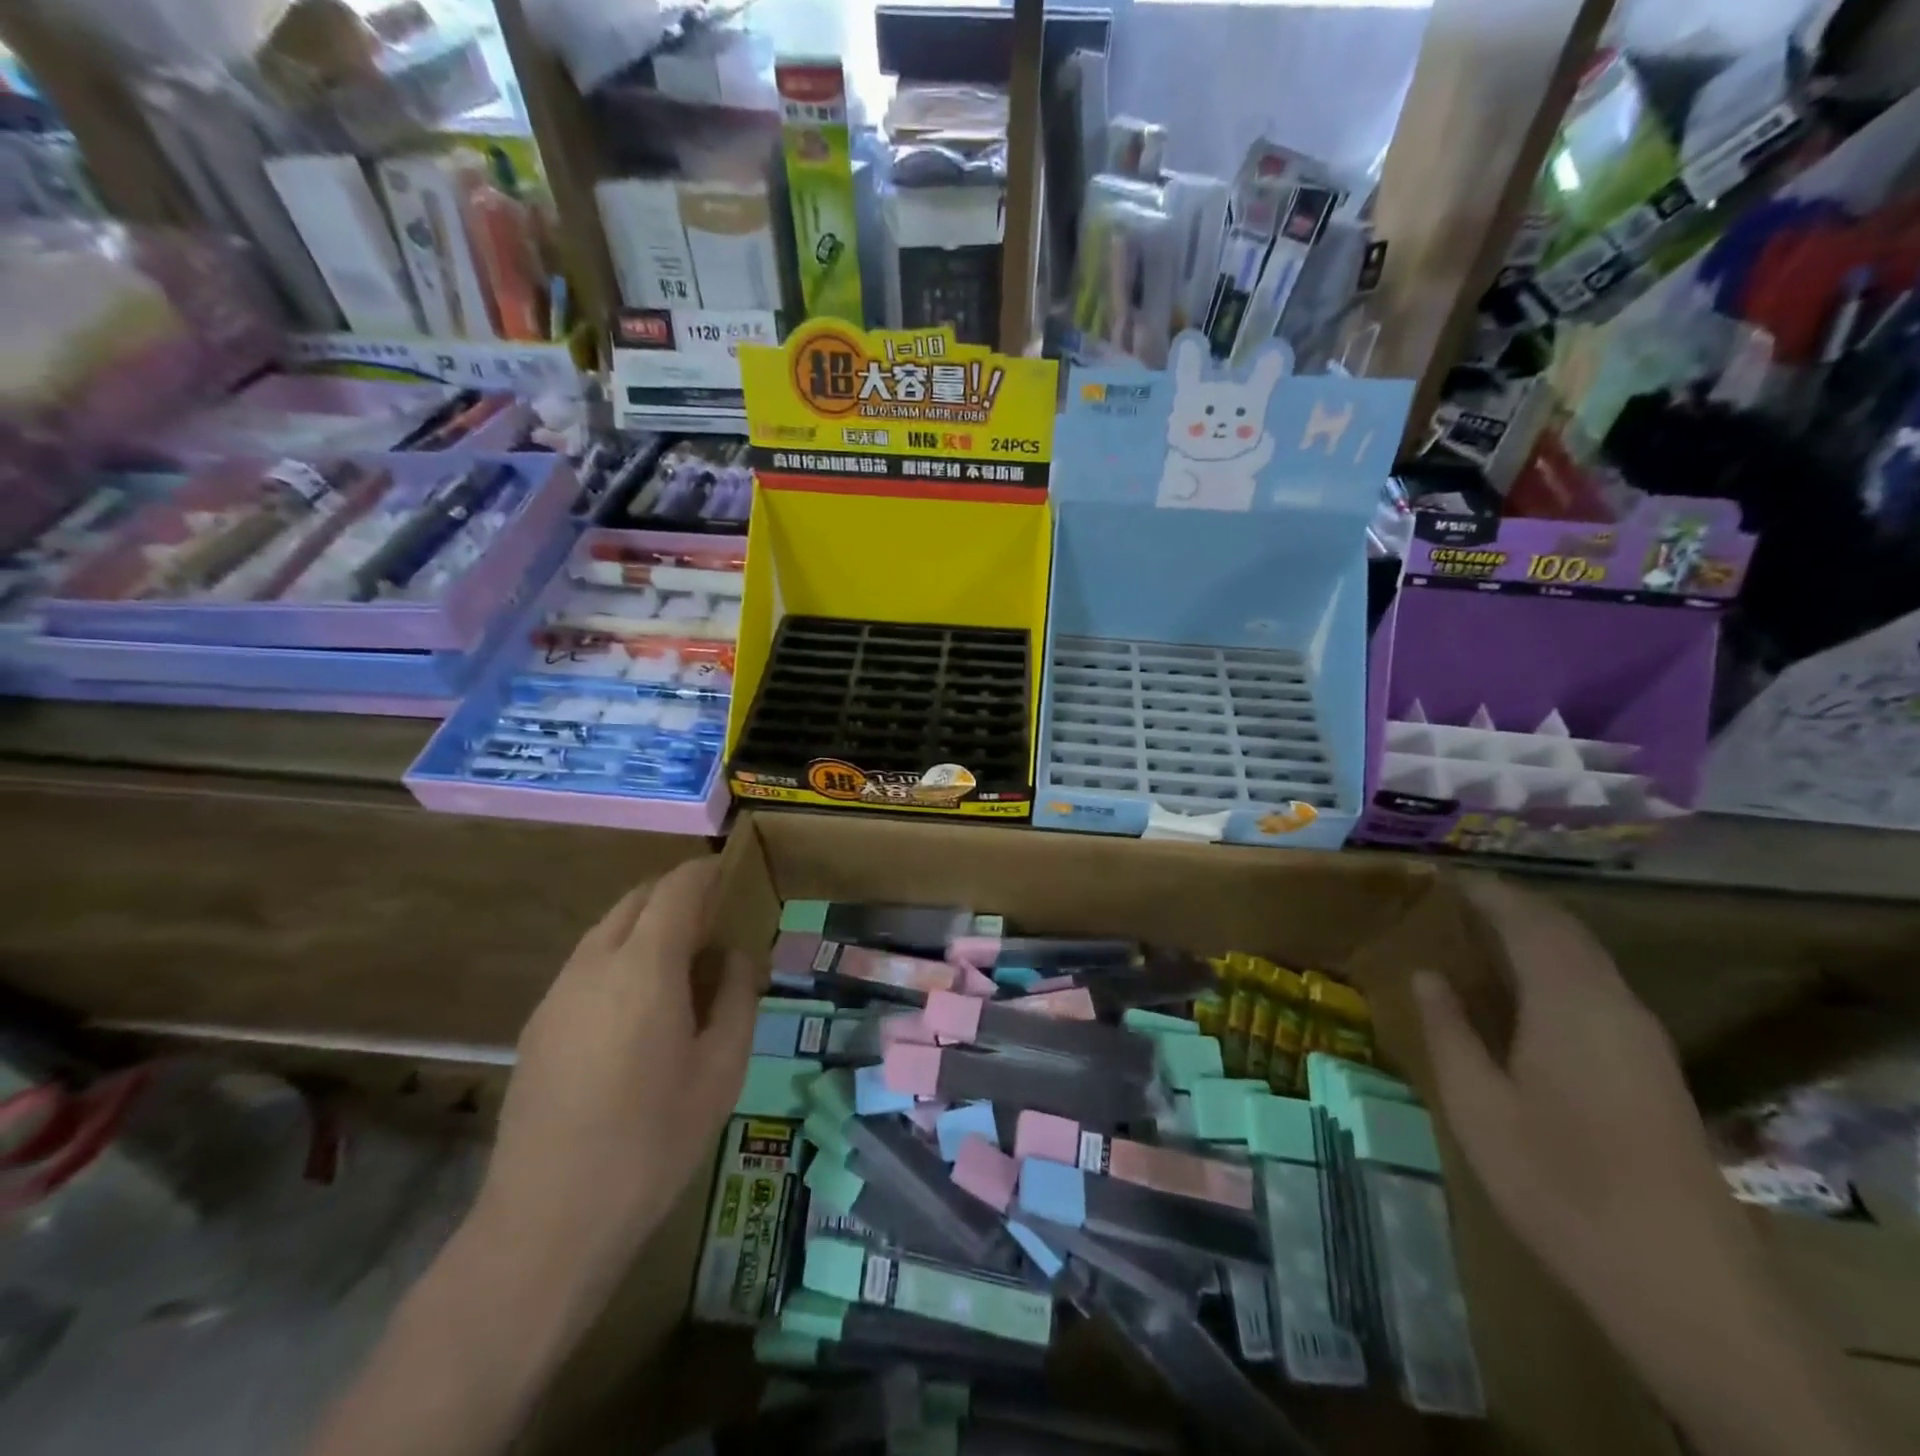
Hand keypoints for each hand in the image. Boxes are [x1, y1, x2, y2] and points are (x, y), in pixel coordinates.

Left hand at [477, 858, 759, 1280]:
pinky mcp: (537, 1025)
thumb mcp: (721, 1070)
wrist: (548, 1220)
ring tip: (681, 957)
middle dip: (676, 893)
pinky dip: (620, 955)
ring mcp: (558, 994)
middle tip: (714, 916)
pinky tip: (639, 1002)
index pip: (677, 889)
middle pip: (636, 900)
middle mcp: (594, 965)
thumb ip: (735, 999)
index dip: (705, 872)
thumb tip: (736, 957)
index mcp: (645, 967)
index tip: (731, 870)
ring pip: (606, 930)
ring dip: (645, 924)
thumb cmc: (653, 1142)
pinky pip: (586, 964)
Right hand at [1416, 877, 1894, 1455]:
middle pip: (1566, 932)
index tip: (1443, 876)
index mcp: (1570, 1004)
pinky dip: (1557, 964)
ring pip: (1587, 959)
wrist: (1679, 1280)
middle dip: (1514, 905)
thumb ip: (1448, 1029)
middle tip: (1457, 897)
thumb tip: (1426, 974)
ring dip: (1538, 934)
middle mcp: (1614, 1006)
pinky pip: (1597, 987)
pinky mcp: (1652, 1068)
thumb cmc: (1557, 1180)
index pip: (1528, 921)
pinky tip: (1525, 988)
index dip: (1487, 892)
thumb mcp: (1477, 1103)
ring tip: (1482, 931)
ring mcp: (1642, 1038)